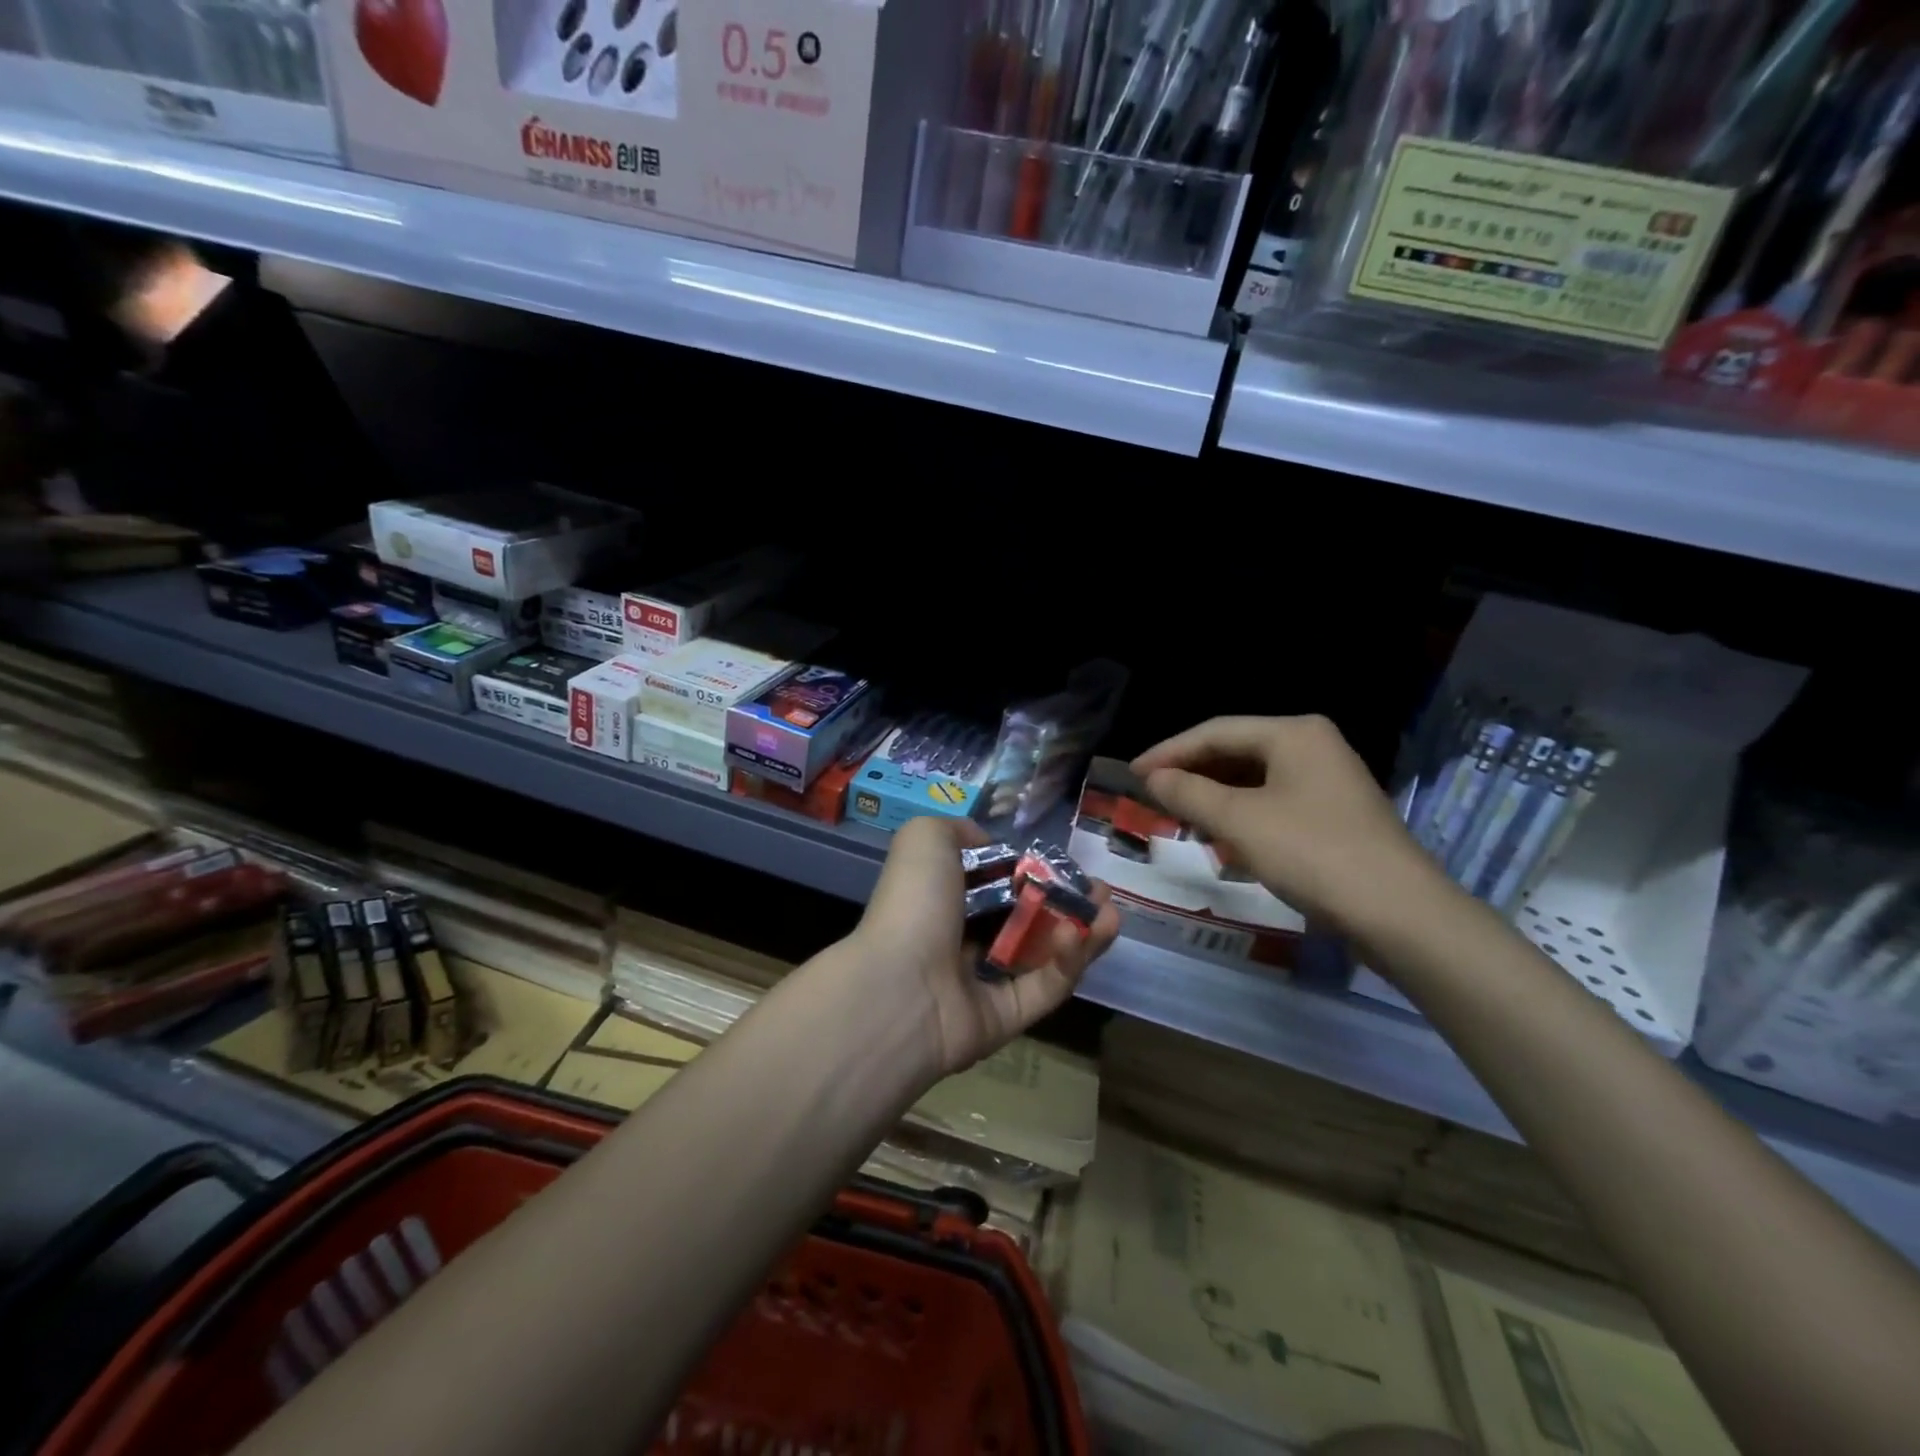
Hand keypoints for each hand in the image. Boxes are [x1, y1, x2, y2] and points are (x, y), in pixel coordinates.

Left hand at [849, 816, 1119, 1078]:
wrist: (900, 986)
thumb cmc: (914, 904)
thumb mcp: (925, 839)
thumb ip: (959, 831)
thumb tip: (988, 844)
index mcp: (944, 901)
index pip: (997, 885)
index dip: (1033, 873)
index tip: (1065, 863)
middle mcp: (964, 940)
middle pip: (1027, 920)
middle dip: (1068, 902)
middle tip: (1101, 890)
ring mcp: (985, 983)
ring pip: (1044, 955)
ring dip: (1081, 931)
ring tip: (1111, 909)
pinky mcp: (1007, 1018)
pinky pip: (1045, 988)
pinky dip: (1069, 961)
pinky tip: (1087, 933)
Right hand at [1131, 715, 1444, 938]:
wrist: (1399, 914)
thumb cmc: (1312, 853)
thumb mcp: (1239, 821)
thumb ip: (1188, 793)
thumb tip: (1153, 777)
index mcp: (1294, 732)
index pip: (1215, 731)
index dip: (1168, 752)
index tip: (1132, 774)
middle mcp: (1313, 745)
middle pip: (1236, 751)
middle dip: (1192, 773)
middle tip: (1152, 795)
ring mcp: (1328, 780)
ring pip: (1254, 778)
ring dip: (1214, 796)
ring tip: (1178, 814)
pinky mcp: (1334, 814)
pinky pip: (1273, 801)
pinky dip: (1242, 814)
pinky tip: (1222, 836)